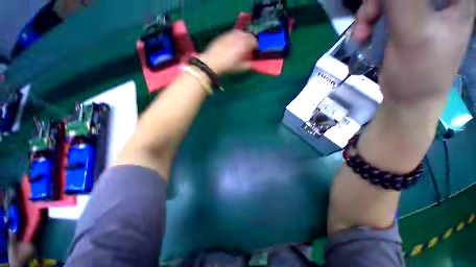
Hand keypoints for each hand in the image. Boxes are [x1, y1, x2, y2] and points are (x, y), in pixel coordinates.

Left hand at [199, 30, 257, 74]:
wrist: (212, 61)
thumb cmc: (228, 66)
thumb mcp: (241, 68)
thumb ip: (250, 64)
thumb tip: (254, 62)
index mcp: (245, 43)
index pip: (255, 43)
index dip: (257, 48)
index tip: (255, 54)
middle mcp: (240, 35)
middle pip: (249, 36)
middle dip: (251, 42)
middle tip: (249, 50)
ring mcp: (231, 33)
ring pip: (242, 33)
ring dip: (244, 39)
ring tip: (241, 47)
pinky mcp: (225, 34)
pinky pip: (234, 34)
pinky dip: (236, 38)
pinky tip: (233, 44)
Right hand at [354, 0, 474, 105]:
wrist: (408, 98)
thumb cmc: (419, 72)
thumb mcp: (414, 34)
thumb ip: (402, 3)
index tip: (384, 8)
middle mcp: (438, 1)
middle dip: (379, 3)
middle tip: (369, 18)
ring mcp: (419, 11)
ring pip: (387, 0)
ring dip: (369, 14)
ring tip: (362, 34)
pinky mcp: (403, 22)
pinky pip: (380, 11)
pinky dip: (368, 22)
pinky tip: (363, 36)